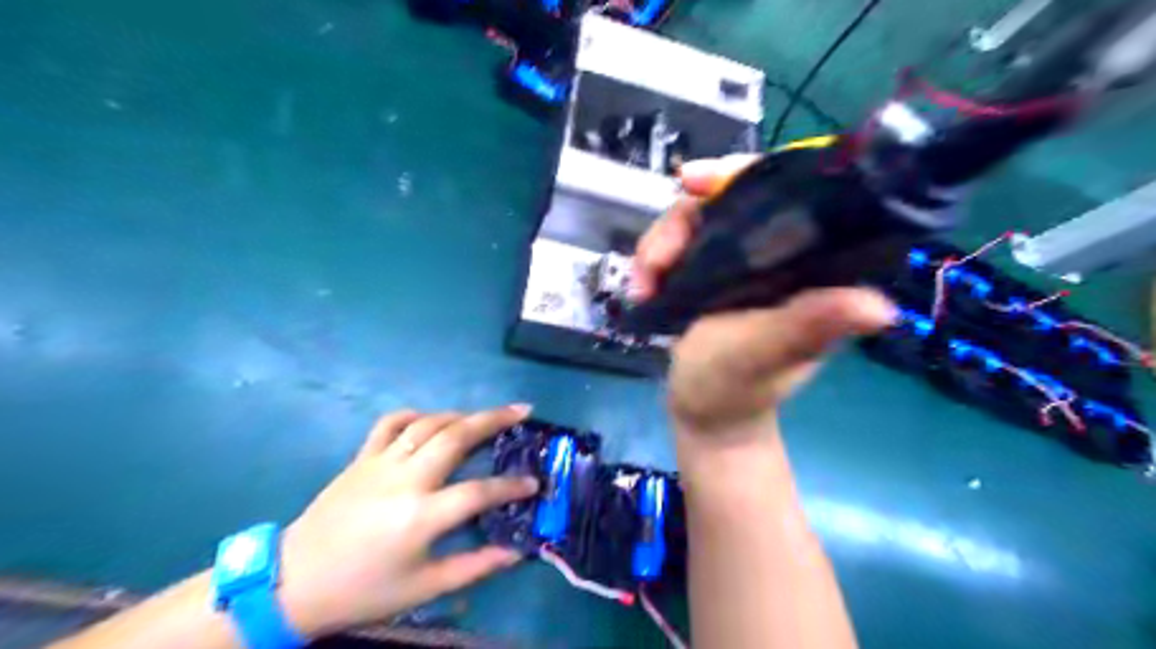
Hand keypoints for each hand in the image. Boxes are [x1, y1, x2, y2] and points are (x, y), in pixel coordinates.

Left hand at [280, 408, 536, 634]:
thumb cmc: (363, 590)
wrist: (293, 582)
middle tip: (522, 410)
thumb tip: (517, 552)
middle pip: (456, 436)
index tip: (534, 483)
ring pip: (428, 423)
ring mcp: (381, 463)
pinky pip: (391, 423)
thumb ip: (474, 567)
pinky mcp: (362, 457)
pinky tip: (431, 420)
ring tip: (486, 415)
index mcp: (420, 517)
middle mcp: (405, 480)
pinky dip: (416, 415)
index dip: (511, 486)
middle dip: (494, 419)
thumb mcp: (422, 588)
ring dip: (462, 414)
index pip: (479, 492)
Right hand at [632, 155, 892, 437]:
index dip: (742, 174)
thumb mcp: (765, 354)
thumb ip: (807, 326)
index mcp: (807, 265)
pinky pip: (677, 244)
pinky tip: (640, 289)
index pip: (787, 192)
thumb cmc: (735, 389)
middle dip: (682, 220)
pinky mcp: (709, 272)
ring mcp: (739, 261)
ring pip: (695, 220)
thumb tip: (880, 307)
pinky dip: (653, 260)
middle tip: (654, 259)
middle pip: (727, 199)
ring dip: (658, 246)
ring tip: (642, 287)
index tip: (694, 182)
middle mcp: (777, 253)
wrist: (701, 413)